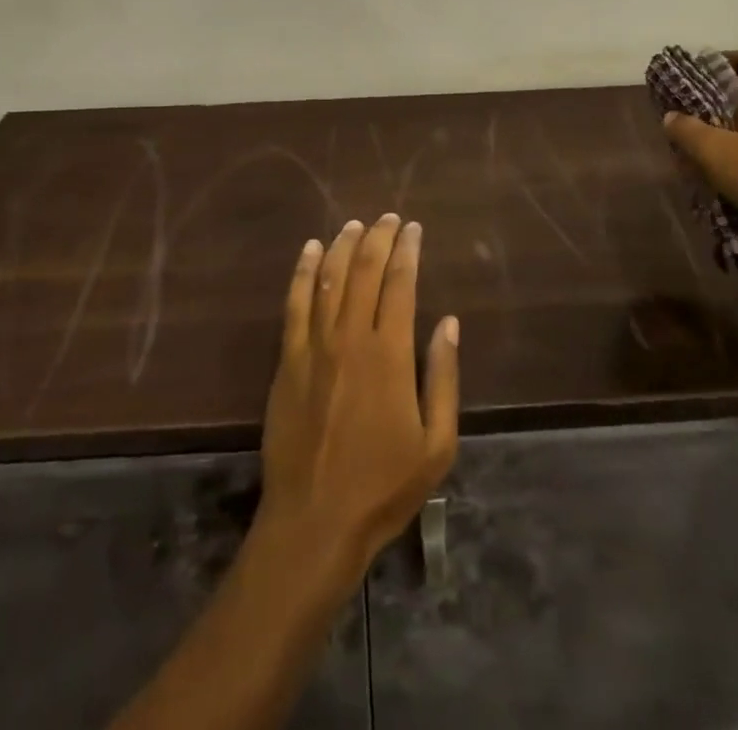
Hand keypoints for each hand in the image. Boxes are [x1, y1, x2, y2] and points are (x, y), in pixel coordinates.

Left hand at [257, 215, 459, 591]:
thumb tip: (449, 322)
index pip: (400, 284)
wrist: (315, 520)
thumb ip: (444, 378)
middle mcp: (351, 338)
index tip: (414, 229)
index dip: (408, 251)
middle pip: (364, 271)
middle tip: (388, 218)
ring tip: (355, 225)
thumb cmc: (383, 486)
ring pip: (329, 278)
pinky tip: (310, 250)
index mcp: (390, 355)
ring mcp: (314, 345)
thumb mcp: (436, 444)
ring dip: (343, 246)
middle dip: (378, 238)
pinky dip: (304, 272)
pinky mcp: (288, 359)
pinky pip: (295, 303)